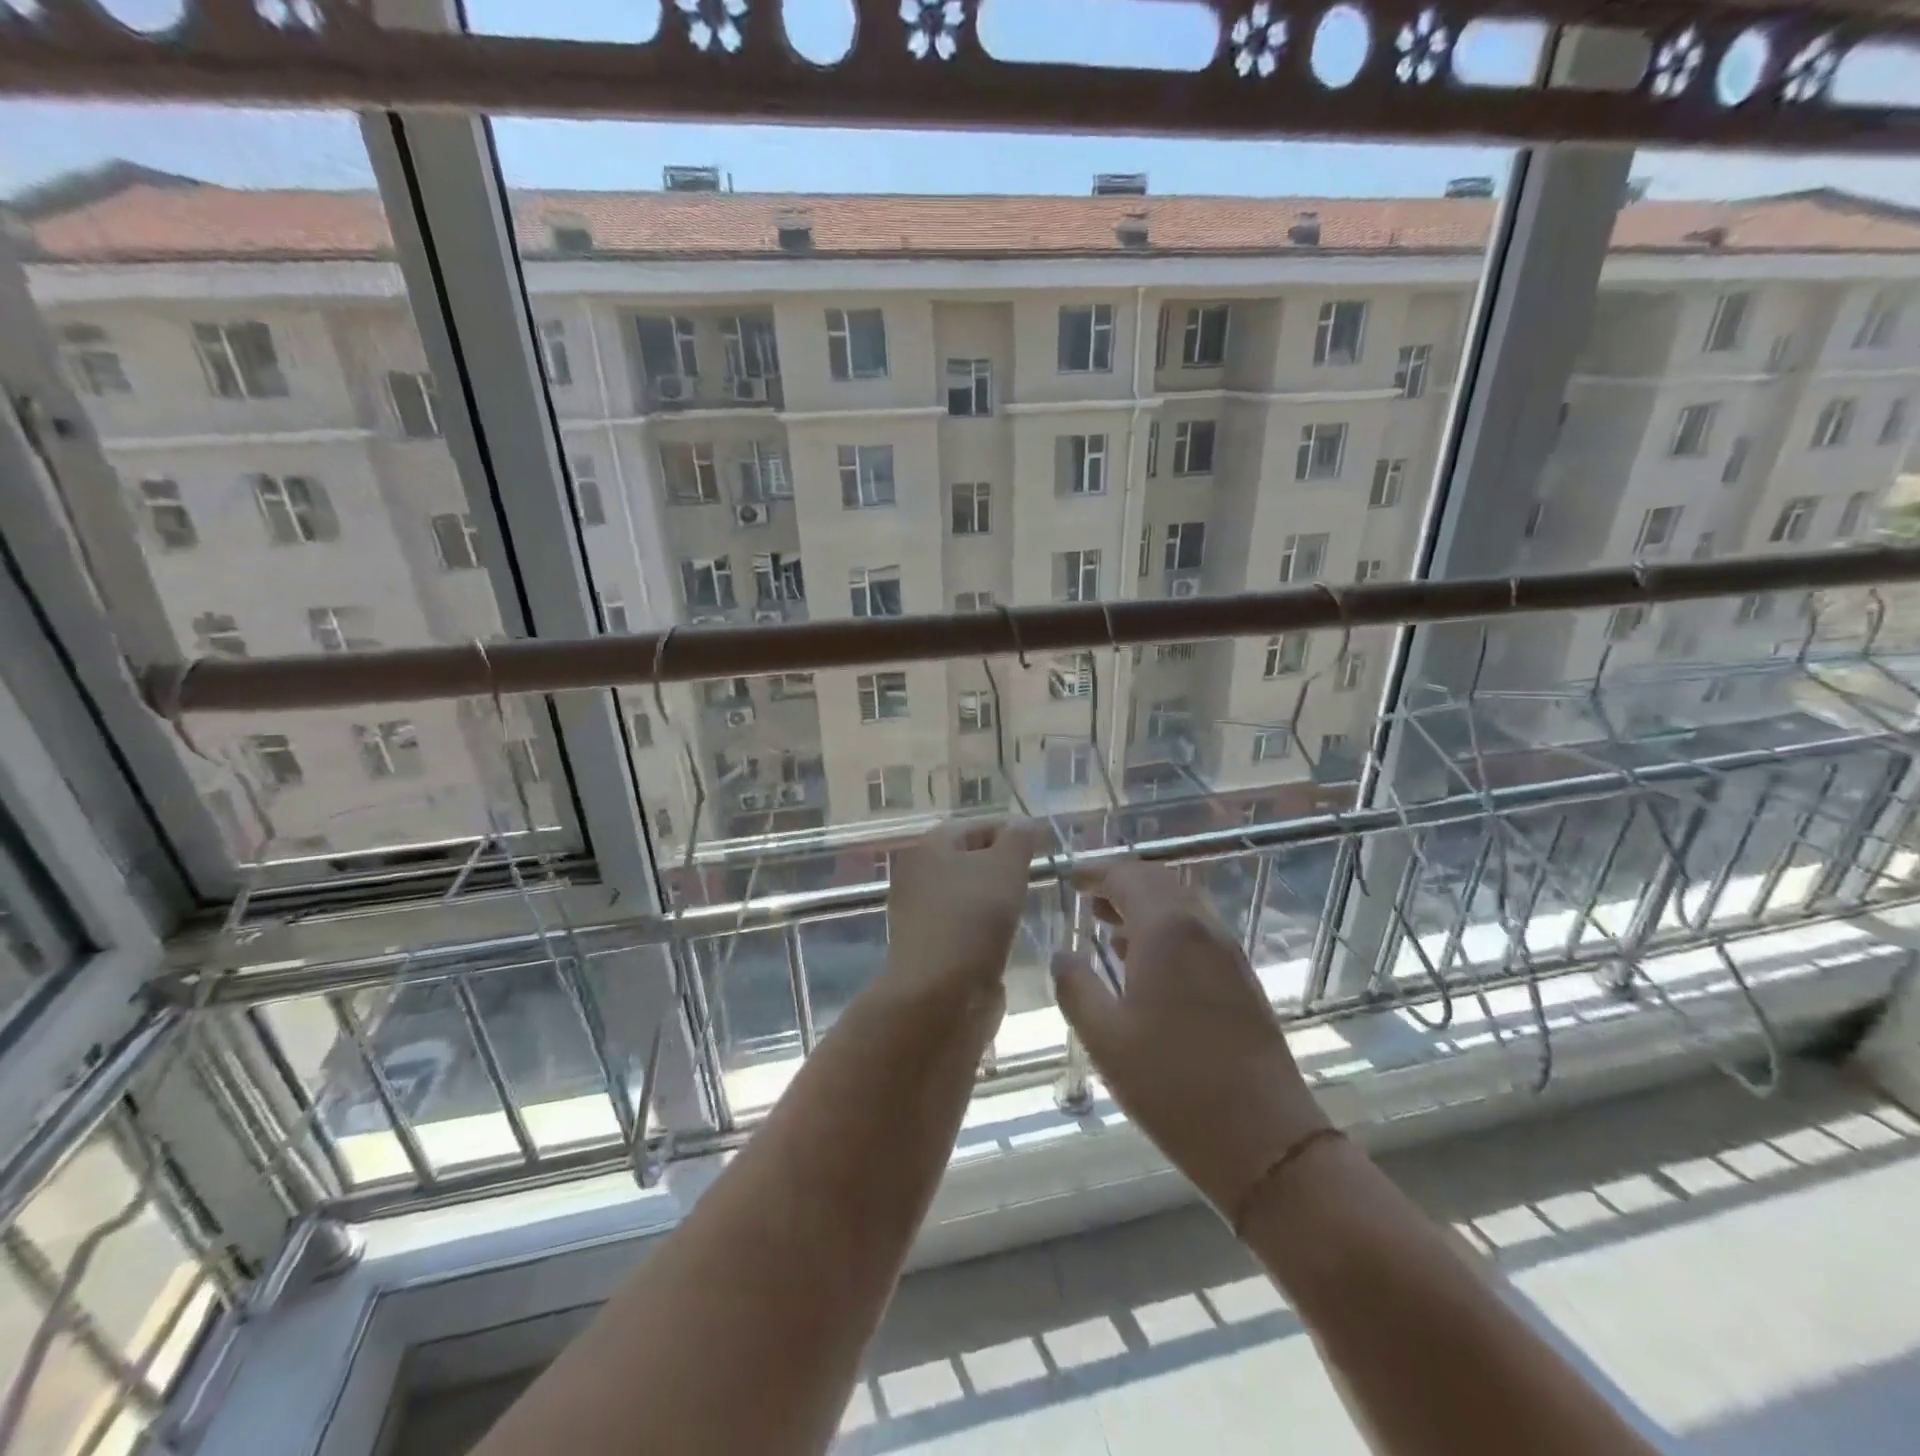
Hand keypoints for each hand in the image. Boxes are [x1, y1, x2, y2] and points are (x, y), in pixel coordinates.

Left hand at [885, 819, 1042, 1004]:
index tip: (1046, 850)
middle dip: (1006, 868)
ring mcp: (923, 914)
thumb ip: (1019, 839)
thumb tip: (1026, 823)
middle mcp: (920, 875)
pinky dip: (988, 930)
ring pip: (971, 895)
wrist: (939, 998)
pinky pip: (967, 927)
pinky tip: (1008, 938)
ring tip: (1027, 909)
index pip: (979, 826)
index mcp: (930, 847)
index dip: (1013, 833)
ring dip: (998, 901)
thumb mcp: (1005, 867)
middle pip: (972, 860)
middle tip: (1039, 879)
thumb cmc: (972, 920)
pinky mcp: (933, 948)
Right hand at [1052, 859, 1329, 1218]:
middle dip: (1121, 883)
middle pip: (1158, 882)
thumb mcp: (1105, 1038)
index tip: (1070, 878)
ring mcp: (1228, 953)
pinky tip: (1145, 963)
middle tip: (1088, 898)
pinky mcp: (1242, 979)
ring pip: (1182, 906)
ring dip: (1145, 905)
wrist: (1265, 1141)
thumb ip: (1075, 986)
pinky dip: (1167, 929)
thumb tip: (1062, 955)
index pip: (1127, 876)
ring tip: (1109, 925)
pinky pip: (1197, 932)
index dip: (1095, 872)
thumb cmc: (1173, 1086)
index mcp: (1167, 930)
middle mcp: (1202, 928)